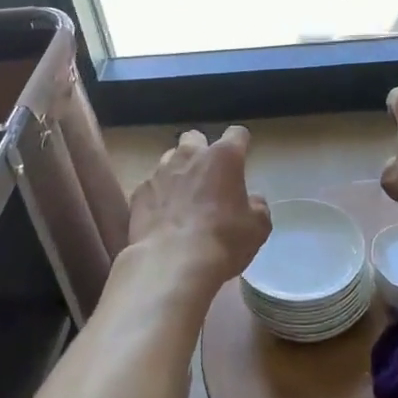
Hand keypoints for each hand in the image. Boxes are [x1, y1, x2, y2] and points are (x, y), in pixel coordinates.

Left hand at [125, 127, 271, 294]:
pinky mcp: (139, 193)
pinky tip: (163, 217)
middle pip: (195, 137)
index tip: (242, 156)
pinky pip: (152, 185)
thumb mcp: (257, 227)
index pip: (236, 134)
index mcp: (224, 157)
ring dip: (178, 170)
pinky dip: (159, 196)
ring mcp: (160, 172)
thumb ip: (257, 207)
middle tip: (208, 175)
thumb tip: (252, 201)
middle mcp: (190, 156)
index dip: (241, 143)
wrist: (171, 264)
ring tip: (183, 196)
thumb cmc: (223, 241)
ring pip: (170, 158)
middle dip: (202, 150)